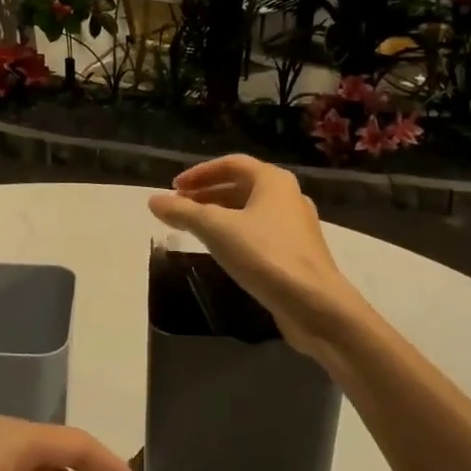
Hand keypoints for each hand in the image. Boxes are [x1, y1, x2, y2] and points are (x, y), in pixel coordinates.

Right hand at [148, 155, 363, 362]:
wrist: (316, 305)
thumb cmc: (266, 256)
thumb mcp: (217, 230)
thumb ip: (183, 213)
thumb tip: (153, 200)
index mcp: (273, 181)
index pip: (231, 164)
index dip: (200, 173)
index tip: (174, 187)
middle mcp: (288, 196)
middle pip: (241, 186)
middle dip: (207, 194)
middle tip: (180, 207)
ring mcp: (296, 226)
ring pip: (251, 211)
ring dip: (220, 215)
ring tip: (194, 228)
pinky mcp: (297, 253)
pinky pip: (260, 232)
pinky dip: (236, 233)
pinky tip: (222, 251)